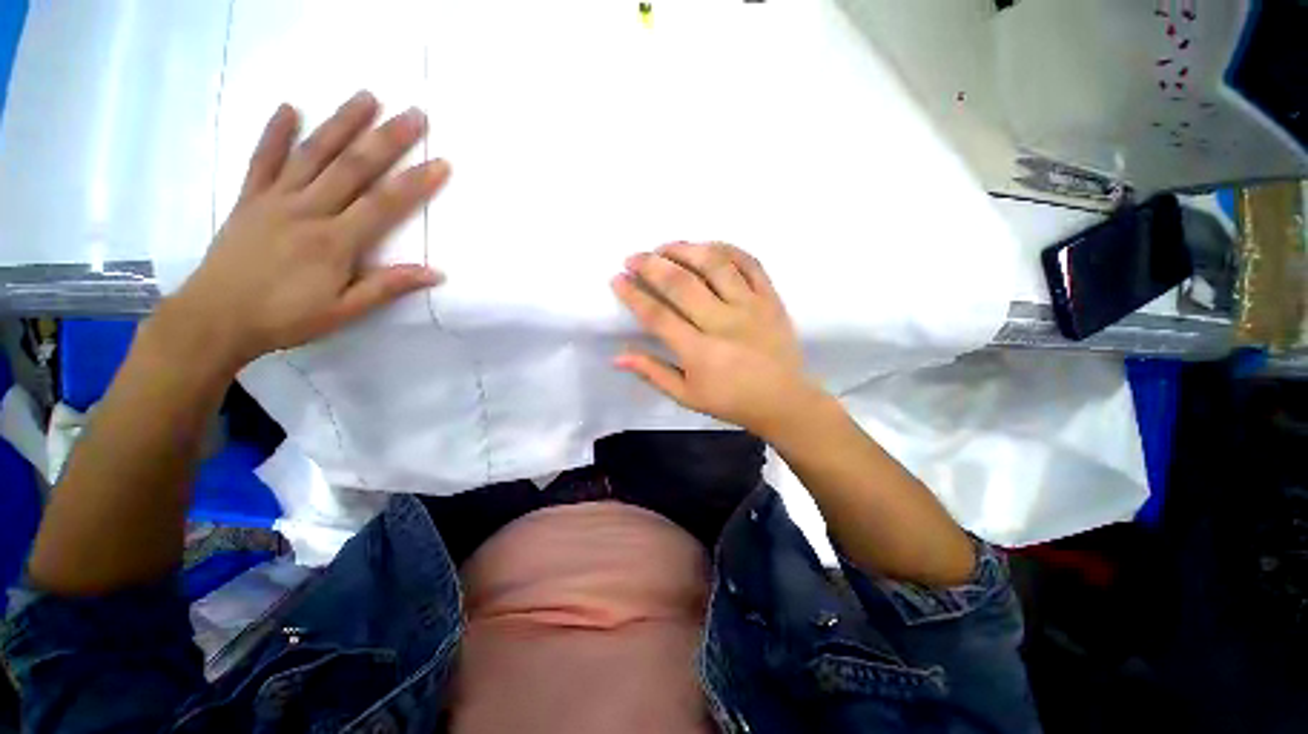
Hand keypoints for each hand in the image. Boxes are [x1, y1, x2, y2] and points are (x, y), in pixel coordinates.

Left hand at [164, 91, 449, 367]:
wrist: (215, 319)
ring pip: (312, 153)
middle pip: (352, 167)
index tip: (440, 163)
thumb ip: (388, 287)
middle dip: (386, 138)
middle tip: (413, 114)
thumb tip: (436, 273)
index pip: (383, 205)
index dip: (415, 183)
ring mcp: (275, 200)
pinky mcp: (249, 199)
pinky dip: (274, 133)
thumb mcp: (344, 311)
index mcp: (334, 241)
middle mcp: (307, 210)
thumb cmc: (285, 318)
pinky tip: (288, 108)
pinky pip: (263, 160)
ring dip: (341, 123)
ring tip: (366, 97)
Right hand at [612, 242, 820, 435]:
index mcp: (700, 352)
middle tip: (633, 258)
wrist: (784, 400)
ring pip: (715, 265)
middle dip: (651, 265)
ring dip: (685, 250)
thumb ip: (653, 373)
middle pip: (681, 284)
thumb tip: (617, 356)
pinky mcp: (771, 298)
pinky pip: (750, 263)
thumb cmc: (731, 401)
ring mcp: (751, 306)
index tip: (617, 279)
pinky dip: (727, 249)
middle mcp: (724, 323)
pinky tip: (707, 246)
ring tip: (665, 247)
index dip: (633, 295)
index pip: (658, 316)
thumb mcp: (687, 396)